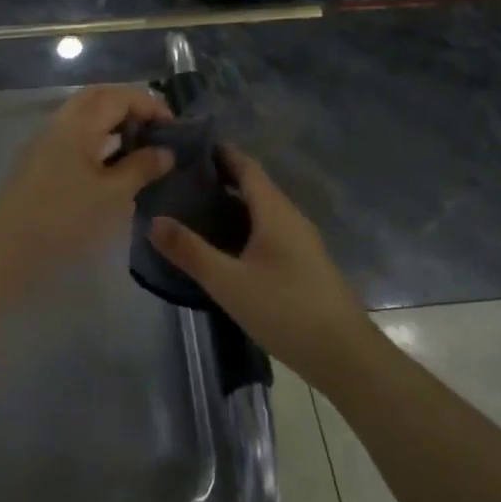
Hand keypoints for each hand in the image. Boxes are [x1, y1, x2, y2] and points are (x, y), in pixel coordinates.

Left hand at [0, 86, 173, 266]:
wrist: (7, 245)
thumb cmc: (65, 215)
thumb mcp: (113, 194)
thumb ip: (141, 167)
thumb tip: (165, 151)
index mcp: (81, 121)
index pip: (121, 96)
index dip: (151, 106)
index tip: (174, 128)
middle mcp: (62, 121)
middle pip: (100, 98)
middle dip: (131, 108)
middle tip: (156, 132)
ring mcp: (48, 139)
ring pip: (86, 116)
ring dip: (114, 123)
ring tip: (140, 148)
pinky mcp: (40, 159)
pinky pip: (76, 135)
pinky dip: (99, 139)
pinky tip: (112, 165)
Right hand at [149, 147, 369, 386]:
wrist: (345, 356)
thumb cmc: (285, 309)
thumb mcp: (228, 282)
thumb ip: (190, 251)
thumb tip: (154, 221)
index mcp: (275, 212)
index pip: (247, 167)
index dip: (222, 153)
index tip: (191, 145)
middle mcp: (291, 218)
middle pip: (255, 187)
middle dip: (222, 178)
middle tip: (183, 180)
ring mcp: (302, 242)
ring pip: (263, 211)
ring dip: (233, 205)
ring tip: (197, 210)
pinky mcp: (305, 265)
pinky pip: (270, 232)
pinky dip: (245, 227)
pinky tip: (227, 247)